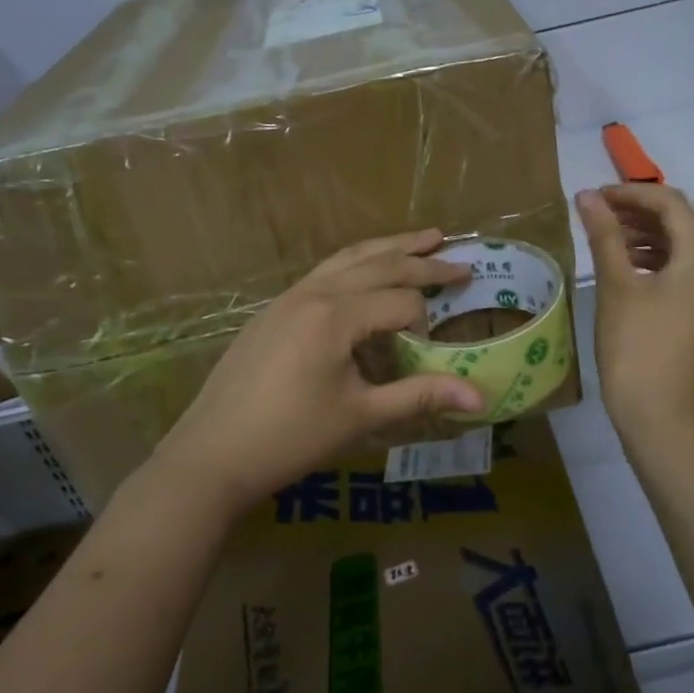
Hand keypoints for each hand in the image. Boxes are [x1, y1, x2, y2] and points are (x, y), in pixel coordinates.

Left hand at [149, 229, 482, 515]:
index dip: (423, 327)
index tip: (424, 357)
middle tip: (460, 261)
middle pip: (379, 264)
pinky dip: (356, 265)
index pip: (401, 303)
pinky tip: (365, 273)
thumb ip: (421, 396)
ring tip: (423, 238)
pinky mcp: (273, 310)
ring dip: (389, 248)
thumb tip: (481, 398)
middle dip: (423, 262)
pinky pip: (324, 272)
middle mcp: (313, 293)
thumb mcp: (361, 416)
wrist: (212, 454)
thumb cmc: (291, 437)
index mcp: (336, 316)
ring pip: (348, 258)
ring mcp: (288, 297)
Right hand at [576, 184, 693, 439]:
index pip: (671, 204)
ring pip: (681, 248)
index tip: (595, 197)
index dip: (632, 193)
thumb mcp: (616, 286)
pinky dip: (654, 261)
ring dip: (644, 236)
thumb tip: (587, 196)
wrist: (660, 415)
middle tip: (596, 213)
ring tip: (606, 237)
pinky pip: (682, 272)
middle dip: (637, 213)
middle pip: (680, 223)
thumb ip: (604, 235)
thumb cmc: (636, 346)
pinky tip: (625, 267)